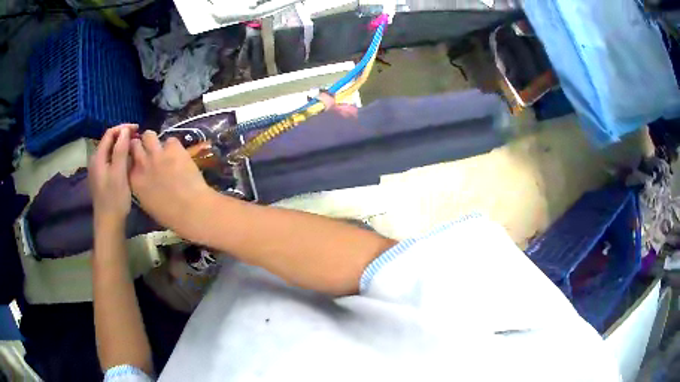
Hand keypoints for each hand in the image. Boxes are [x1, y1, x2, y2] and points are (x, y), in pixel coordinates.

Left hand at [89, 124, 135, 228]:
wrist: (109, 224)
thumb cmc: (114, 199)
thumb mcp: (119, 173)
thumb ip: (120, 150)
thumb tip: (125, 130)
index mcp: (98, 158)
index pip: (109, 133)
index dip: (123, 128)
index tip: (138, 129)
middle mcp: (95, 161)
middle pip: (109, 141)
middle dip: (123, 136)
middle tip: (137, 138)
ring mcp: (98, 171)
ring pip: (110, 151)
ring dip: (122, 146)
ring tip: (134, 148)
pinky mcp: (102, 179)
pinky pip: (110, 161)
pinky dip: (119, 157)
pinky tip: (127, 162)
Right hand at [130, 131, 212, 232]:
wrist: (191, 209)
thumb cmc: (170, 215)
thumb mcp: (147, 204)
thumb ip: (141, 187)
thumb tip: (143, 179)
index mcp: (133, 180)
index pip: (126, 159)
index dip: (132, 157)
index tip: (137, 159)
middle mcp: (142, 163)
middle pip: (135, 143)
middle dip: (141, 145)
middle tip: (149, 150)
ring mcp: (157, 153)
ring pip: (149, 135)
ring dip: (154, 140)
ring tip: (162, 149)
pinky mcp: (173, 148)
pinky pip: (170, 140)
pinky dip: (174, 146)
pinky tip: (179, 154)